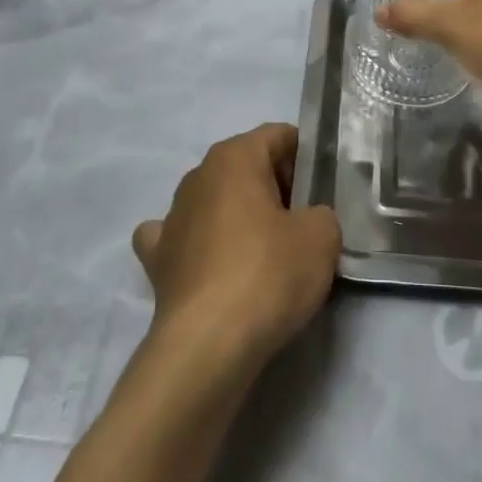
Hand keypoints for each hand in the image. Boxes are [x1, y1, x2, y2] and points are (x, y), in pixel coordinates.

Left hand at [133, 124, 340, 373]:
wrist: (207, 346)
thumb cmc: (267, 274)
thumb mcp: (321, 237)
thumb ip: (321, 214)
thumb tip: (307, 221)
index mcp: (234, 156)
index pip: (278, 136)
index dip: (306, 156)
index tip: (324, 187)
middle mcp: (197, 175)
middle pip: (247, 167)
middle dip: (276, 187)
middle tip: (305, 223)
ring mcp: (171, 217)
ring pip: (215, 200)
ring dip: (238, 215)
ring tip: (267, 252)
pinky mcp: (156, 260)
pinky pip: (182, 238)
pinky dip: (198, 245)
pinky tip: (212, 264)